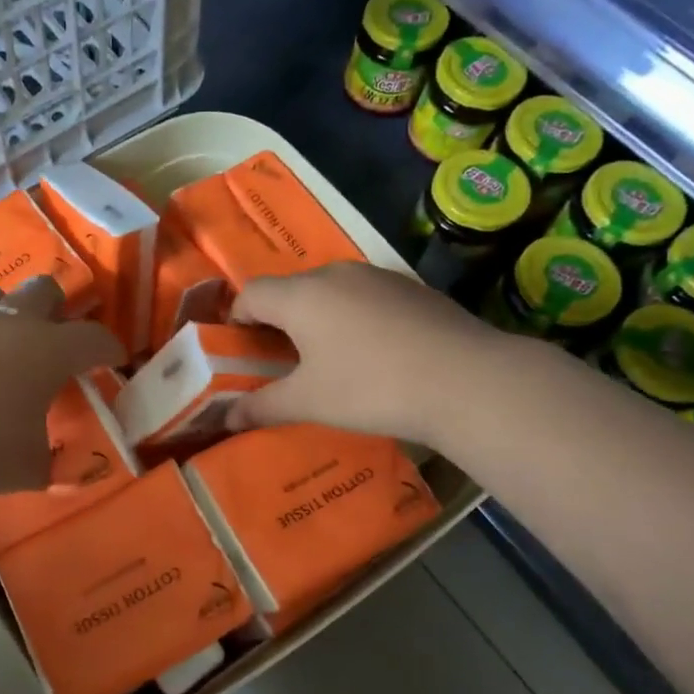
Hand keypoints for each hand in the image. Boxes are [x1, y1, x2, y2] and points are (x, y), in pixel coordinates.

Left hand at [0, 276, 123, 501]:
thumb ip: (53, 463)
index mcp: (49, 350)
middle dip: (59, 310)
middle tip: (56, 342)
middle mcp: (12, 321)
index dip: (110, 348)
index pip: (95, 337)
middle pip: (46, 289)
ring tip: (5, 344)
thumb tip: (60, 467)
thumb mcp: (29, 469)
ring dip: (10, 312)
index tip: (113, 359)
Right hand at [226, 262, 495, 441]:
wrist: (467, 380)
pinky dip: (354, 317)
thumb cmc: (371, 388)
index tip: (239, 350)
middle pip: (289, 289)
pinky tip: (373, 352)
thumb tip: (225, 419)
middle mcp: (335, 274)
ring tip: (326, 358)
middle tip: (279, 360)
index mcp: (301, 295)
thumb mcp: (309, 402)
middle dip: (276, 320)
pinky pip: (365, 297)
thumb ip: (261, 407)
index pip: (250, 294)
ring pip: (330, 291)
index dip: (236, 319)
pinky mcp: (411, 287)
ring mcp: (377, 277)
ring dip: (317, 317)